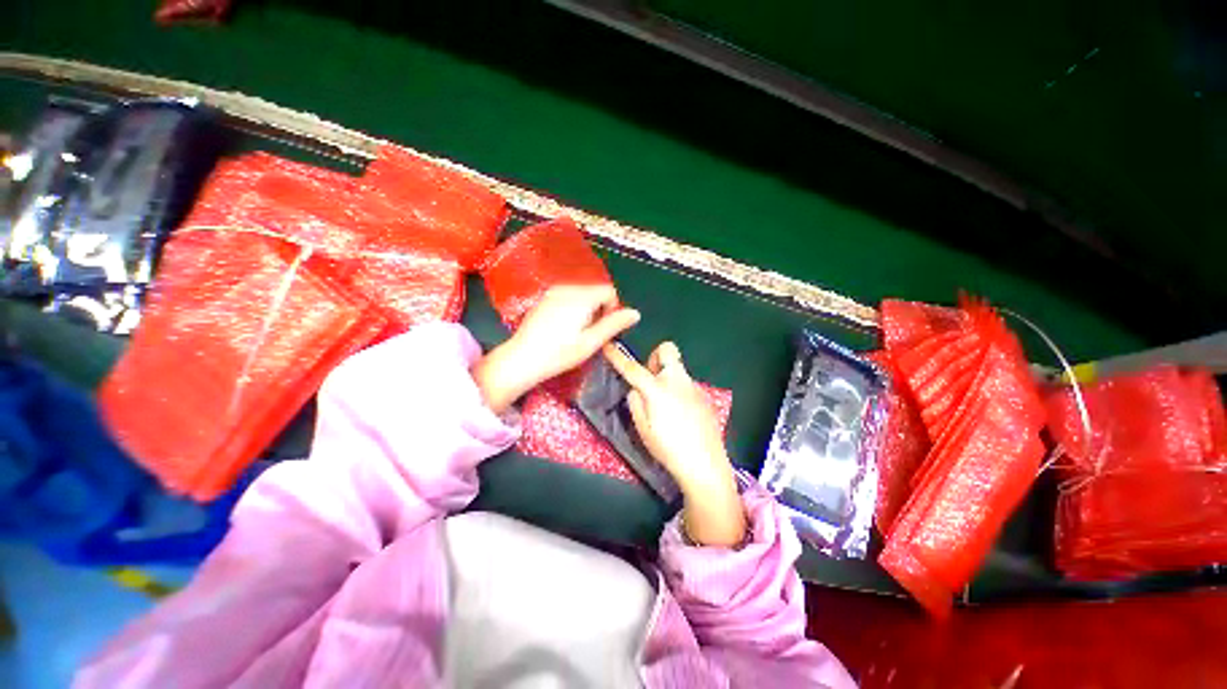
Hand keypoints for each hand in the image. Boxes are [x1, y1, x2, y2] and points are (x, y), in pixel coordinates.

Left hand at [474, 285, 639, 413]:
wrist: (521, 359)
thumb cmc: (559, 354)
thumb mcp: (591, 342)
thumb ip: (614, 324)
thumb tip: (636, 313)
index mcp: (581, 297)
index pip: (609, 291)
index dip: (613, 309)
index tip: (604, 330)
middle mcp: (567, 288)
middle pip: (596, 291)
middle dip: (600, 310)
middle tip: (591, 335)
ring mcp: (553, 292)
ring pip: (583, 294)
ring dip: (588, 310)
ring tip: (577, 333)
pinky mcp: (544, 298)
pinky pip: (569, 297)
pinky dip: (574, 309)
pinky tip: (564, 329)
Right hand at [603, 341, 745, 546]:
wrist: (705, 464)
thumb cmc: (668, 449)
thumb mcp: (643, 429)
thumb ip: (635, 403)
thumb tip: (636, 389)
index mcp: (658, 390)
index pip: (633, 369)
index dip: (618, 357)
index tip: (609, 346)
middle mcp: (678, 381)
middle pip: (667, 350)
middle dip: (655, 358)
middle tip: (650, 380)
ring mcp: (694, 387)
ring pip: (677, 370)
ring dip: (667, 378)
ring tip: (665, 406)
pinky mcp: (704, 396)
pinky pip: (686, 385)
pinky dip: (678, 391)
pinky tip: (681, 416)